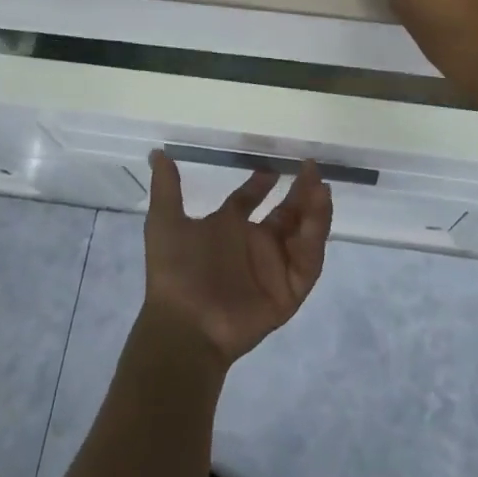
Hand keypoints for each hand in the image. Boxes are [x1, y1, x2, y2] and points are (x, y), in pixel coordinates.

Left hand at [142, 152, 332, 364]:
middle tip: (311, 169)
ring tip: (321, 188)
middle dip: (300, 192)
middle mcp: (254, 246)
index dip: (261, 183)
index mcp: (228, 229)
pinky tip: (317, 216)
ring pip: (303, 234)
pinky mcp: (289, 291)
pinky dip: (315, 239)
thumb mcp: (165, 223)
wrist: (185, 324)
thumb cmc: (175, 272)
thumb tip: (157, 152)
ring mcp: (274, 268)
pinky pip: (308, 262)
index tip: (274, 166)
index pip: (249, 200)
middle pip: (285, 213)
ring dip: (314, 211)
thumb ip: (167, 188)